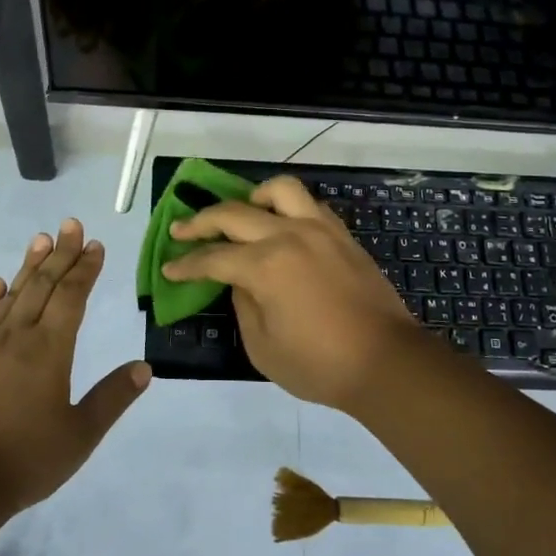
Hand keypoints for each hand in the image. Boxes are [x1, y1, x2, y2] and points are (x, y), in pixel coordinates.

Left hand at [0, 220, 150, 513]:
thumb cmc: (26, 459)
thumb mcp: (81, 435)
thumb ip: (112, 398)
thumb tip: (145, 367)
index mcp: (50, 350)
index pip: (71, 297)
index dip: (85, 269)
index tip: (95, 245)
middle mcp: (17, 336)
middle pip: (42, 285)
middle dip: (60, 254)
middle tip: (71, 225)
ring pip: (11, 295)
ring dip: (28, 265)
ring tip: (42, 239)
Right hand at [162, 176, 423, 411]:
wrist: (386, 362)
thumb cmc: (320, 364)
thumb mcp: (263, 347)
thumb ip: (243, 305)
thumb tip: (239, 281)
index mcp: (265, 266)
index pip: (213, 258)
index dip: (186, 264)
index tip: (169, 268)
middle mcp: (288, 235)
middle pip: (234, 214)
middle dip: (200, 222)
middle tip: (181, 229)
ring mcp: (319, 229)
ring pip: (278, 190)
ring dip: (250, 198)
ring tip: (240, 213)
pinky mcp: (341, 234)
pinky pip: (308, 204)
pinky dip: (287, 207)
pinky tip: (280, 224)